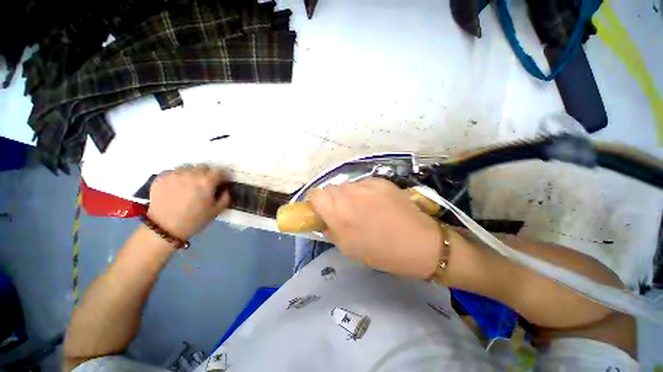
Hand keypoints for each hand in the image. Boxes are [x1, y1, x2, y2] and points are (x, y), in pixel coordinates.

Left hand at [147, 165, 230, 238]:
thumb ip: (225, 197)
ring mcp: (175, 174)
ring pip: (188, 168)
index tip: (221, 183)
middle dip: (206, 174)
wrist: (164, 228)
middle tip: (204, 185)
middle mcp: (191, 174)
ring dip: (192, 174)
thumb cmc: (194, 220)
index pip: (219, 171)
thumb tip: (225, 189)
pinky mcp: (161, 177)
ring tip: (189, 185)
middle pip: (203, 167)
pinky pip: (174, 171)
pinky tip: (177, 187)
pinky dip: (178, 176)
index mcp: (206, 182)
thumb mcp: (216, 211)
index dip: (221, 177)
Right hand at [309, 178, 441, 278]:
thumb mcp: (347, 247)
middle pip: (331, 188)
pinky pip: (364, 184)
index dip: (317, 203)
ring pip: (348, 186)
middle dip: (334, 200)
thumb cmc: (380, 251)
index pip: (315, 194)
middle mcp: (348, 193)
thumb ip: (331, 229)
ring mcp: (365, 184)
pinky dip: (366, 192)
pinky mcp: (380, 180)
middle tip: (346, 213)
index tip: (324, 212)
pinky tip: (379, 203)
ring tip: (365, 208)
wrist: (418, 242)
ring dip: (350, 195)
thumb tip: (326, 219)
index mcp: (336, 211)